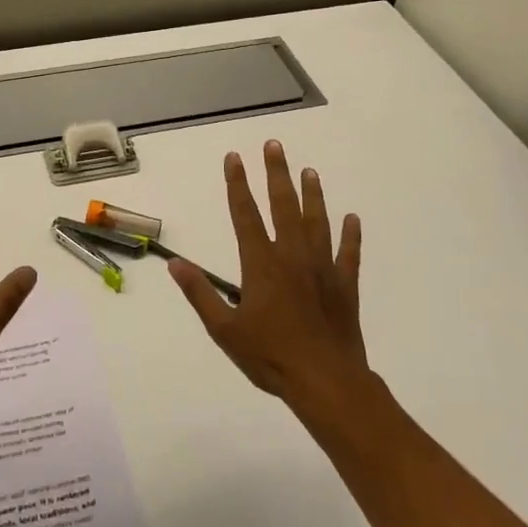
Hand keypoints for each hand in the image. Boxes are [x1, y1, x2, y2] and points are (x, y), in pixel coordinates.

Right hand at [170, 140, 366, 408]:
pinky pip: (349, 254)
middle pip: (283, 206)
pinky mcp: (345, 285)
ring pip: (317, 222)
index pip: (245, 214)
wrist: (325, 381)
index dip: (238, 184)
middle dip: (277, 174)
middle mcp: (292, 256)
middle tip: (275, 145)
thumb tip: (175, 264)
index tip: (234, 157)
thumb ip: (200, 294)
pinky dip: (351, 236)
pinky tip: (352, 219)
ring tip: (309, 171)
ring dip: (312, 195)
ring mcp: (322, 268)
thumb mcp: (224, 329)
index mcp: (261, 263)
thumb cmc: (270, 356)